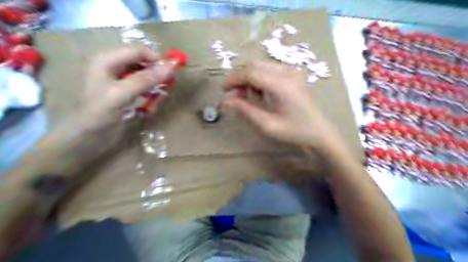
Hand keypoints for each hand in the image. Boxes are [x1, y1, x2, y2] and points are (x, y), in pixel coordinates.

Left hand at [80, 46, 176, 129]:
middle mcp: (115, 67)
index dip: (157, 59)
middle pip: (144, 64)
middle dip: (157, 76)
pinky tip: (148, 110)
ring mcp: (120, 81)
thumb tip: (172, 66)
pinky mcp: (126, 94)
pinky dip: (150, 99)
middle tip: (167, 88)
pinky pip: (145, 91)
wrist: (87, 138)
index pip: (139, 51)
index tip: (173, 73)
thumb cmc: (99, 114)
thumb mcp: (122, 94)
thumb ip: (146, 79)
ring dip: (154, 90)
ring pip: (146, 78)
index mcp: (108, 60)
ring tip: (154, 104)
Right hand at [224, 60, 335, 148]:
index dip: (233, 79)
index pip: (250, 73)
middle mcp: (287, 72)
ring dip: (249, 78)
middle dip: (240, 78)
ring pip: (261, 66)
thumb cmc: (295, 132)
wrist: (319, 132)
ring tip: (248, 97)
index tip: (224, 90)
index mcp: (282, 85)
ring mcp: (292, 71)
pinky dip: (259, 79)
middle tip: (235, 96)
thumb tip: (226, 101)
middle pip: (254, 65)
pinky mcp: (293, 74)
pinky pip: (269, 70)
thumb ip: (246, 110)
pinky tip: (261, 94)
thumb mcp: (267, 125)